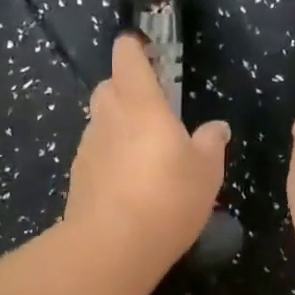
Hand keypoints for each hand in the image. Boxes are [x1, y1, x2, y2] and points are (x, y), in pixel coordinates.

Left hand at [64, 33, 229, 273]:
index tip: (147, 52)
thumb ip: (210, 144)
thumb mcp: (206, 171)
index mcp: (141, 104)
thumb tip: (216, 128)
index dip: (135, 49)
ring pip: (100, 123)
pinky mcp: (78, 177)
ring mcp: (88, 148)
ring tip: (142, 153)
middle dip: (125, 89)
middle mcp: (109, 118)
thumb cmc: (168, 197)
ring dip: (117, 127)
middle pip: (108, 87)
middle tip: (151, 110)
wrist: (112, 245)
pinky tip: (126, 184)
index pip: (127, 57)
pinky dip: (109, 158)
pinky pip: (95, 155)